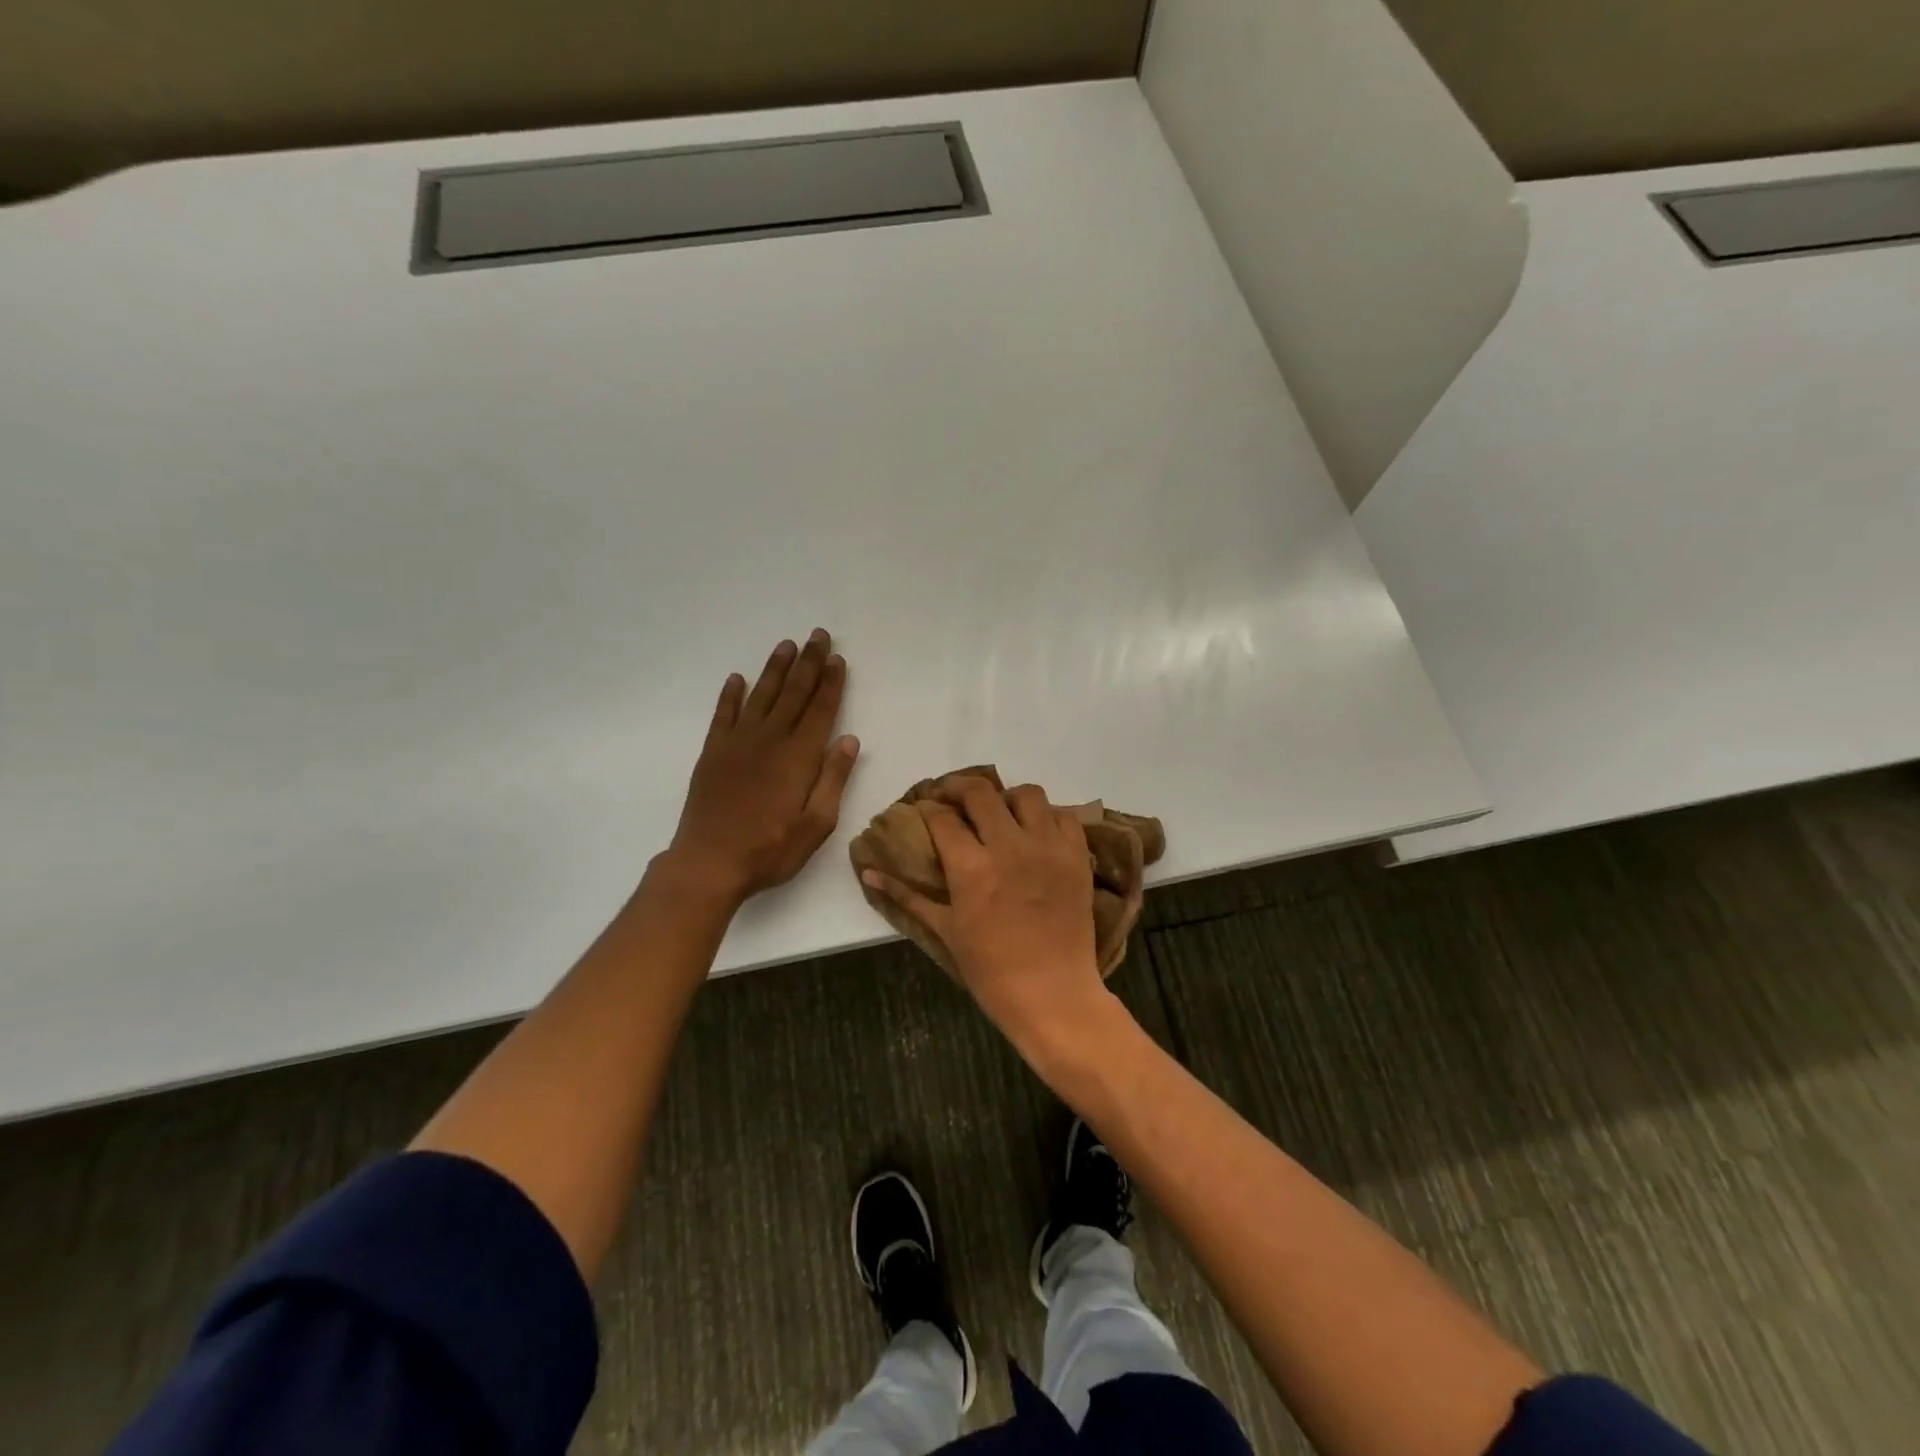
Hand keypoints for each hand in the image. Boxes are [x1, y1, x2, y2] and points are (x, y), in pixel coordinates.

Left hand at [661, 630, 859, 905]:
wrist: (709, 863)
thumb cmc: (770, 849)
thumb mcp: (817, 824)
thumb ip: (833, 779)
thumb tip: (850, 740)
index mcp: (799, 757)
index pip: (820, 710)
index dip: (831, 683)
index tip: (838, 658)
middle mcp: (770, 740)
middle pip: (793, 693)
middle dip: (809, 663)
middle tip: (818, 635)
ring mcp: (738, 744)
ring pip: (761, 696)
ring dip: (775, 669)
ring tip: (787, 644)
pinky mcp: (713, 753)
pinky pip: (723, 715)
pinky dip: (731, 695)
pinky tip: (737, 679)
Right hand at [861, 776, 1113, 1057]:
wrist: (1052, 993)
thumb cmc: (990, 969)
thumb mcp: (944, 930)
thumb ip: (907, 896)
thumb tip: (868, 872)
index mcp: (971, 867)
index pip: (942, 817)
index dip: (928, 808)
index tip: (925, 810)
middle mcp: (1010, 847)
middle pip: (981, 792)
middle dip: (959, 787)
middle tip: (951, 797)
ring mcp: (1048, 848)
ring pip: (1027, 794)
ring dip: (1007, 798)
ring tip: (1000, 813)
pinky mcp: (1077, 856)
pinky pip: (1065, 816)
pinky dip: (1048, 817)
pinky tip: (1036, 832)